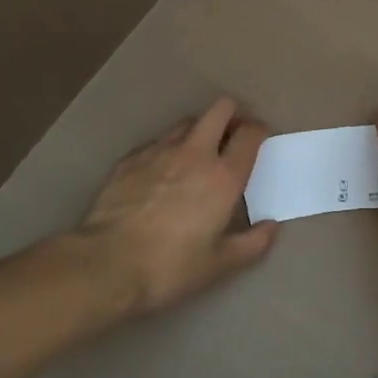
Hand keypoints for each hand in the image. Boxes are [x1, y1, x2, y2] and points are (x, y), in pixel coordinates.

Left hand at [73, 98, 276, 314]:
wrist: (106, 265)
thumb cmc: (170, 267)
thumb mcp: (219, 265)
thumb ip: (252, 244)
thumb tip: (271, 226)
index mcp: (223, 176)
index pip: (249, 134)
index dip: (259, 130)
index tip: (260, 138)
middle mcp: (195, 153)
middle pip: (220, 110)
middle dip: (232, 114)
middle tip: (233, 133)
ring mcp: (159, 151)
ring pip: (187, 122)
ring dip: (200, 129)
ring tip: (199, 151)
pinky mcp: (131, 158)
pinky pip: (158, 141)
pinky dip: (168, 147)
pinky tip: (162, 169)